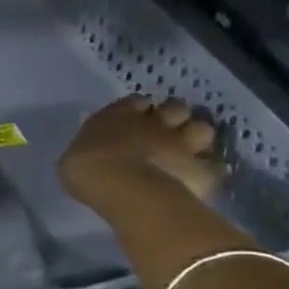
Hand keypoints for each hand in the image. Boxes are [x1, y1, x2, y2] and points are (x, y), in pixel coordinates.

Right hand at [58, 96, 223, 209]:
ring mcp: (181, 143)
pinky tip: (203, 177)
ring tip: (190, 151)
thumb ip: (91, 150)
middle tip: (169, 132)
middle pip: (176, 108)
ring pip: (202, 129)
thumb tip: (92, 155)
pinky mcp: (202, 168)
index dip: (140, 109)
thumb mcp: (74, 157)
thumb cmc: (87, 169)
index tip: (138, 120)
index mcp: (118, 115)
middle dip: (175, 117)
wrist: (124, 188)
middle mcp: (154, 122)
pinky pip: (215, 165)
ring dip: (197, 138)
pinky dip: (210, 170)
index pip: (137, 101)